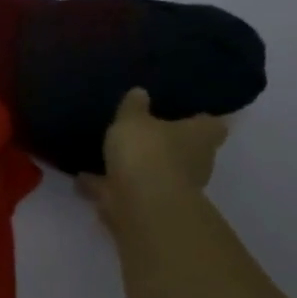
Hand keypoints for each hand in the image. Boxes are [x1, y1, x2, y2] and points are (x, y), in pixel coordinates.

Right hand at [77, 87, 227, 226]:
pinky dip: (108, 185)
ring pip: (155, 171)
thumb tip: (140, 92)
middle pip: (186, 150)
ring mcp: (173, 187)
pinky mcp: (149, 205)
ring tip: (110, 155)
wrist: (141, 204)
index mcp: (200, 136)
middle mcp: (195, 162)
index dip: (199, 119)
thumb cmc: (147, 151)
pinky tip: (85, 176)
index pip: (212, 124)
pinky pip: (126, 189)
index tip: (184, 113)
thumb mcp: (132, 119)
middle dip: (167, 144)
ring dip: (137, 167)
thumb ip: (134, 107)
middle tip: (143, 132)